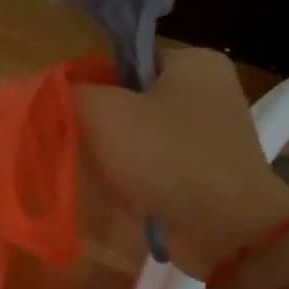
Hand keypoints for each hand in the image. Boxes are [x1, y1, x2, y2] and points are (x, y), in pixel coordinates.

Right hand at [76, 47, 288, 278]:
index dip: (95, 83)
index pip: (128, 58)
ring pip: (146, 136)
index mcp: (195, 62)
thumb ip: (75, 92)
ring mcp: (213, 136)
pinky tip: (126, 195)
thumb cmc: (166, 157)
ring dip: (120, 156)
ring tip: (104, 175)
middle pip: (135, 99)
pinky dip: (142, 180)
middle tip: (83, 145)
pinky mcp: (210, 174)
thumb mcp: (105, 112)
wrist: (225, 230)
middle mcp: (211, 92)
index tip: (73, 112)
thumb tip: (63, 90)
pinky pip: (162, 167)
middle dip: (106, 124)